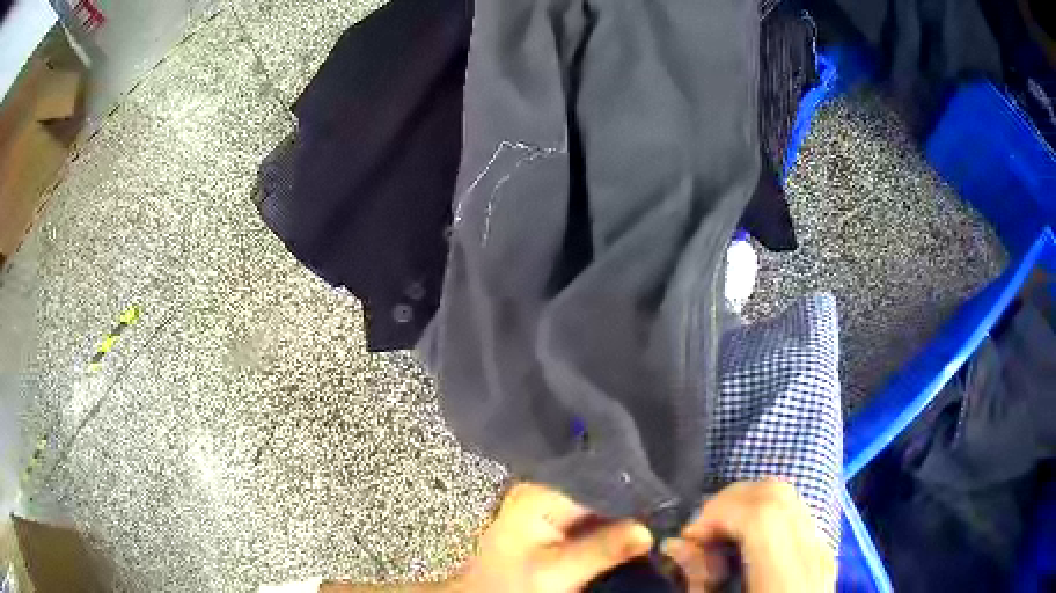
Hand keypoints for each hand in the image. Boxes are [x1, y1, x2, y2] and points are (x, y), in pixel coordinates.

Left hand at [455, 483, 653, 592]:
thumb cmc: (512, 586)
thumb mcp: (556, 571)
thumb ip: (602, 549)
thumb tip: (648, 531)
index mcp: (540, 494)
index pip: (597, 481)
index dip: (632, 492)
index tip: (665, 502)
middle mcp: (547, 494)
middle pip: (601, 494)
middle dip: (632, 507)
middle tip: (668, 516)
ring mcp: (551, 513)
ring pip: (600, 511)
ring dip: (625, 522)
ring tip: (660, 524)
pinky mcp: (556, 532)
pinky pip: (594, 525)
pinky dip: (614, 533)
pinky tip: (636, 538)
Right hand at [662, 480, 834, 592]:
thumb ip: (697, 581)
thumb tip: (677, 544)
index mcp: (785, 579)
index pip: (762, 516)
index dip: (719, 511)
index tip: (688, 534)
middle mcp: (812, 555)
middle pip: (777, 495)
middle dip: (729, 501)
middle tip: (700, 532)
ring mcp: (822, 547)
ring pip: (787, 496)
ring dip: (746, 504)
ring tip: (719, 534)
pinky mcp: (821, 548)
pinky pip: (793, 511)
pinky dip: (763, 513)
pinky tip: (744, 541)